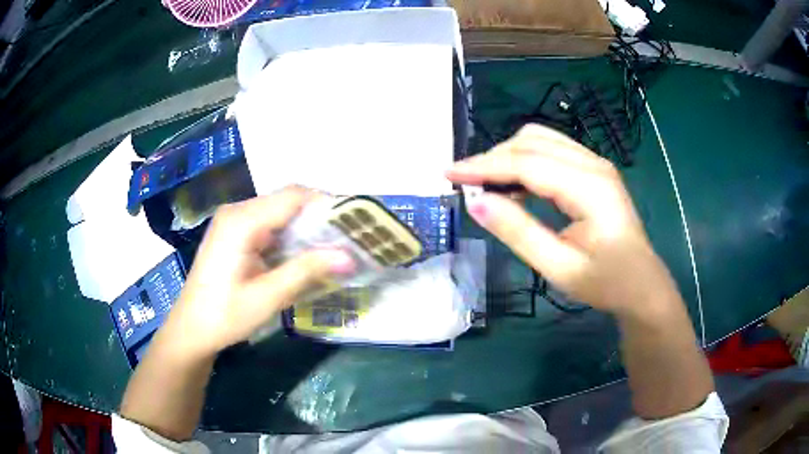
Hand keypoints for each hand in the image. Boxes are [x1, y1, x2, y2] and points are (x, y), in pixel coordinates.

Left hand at [164, 187, 354, 359]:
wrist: (191, 329)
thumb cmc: (224, 315)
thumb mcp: (267, 297)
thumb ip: (306, 271)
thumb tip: (349, 256)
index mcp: (242, 221)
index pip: (293, 196)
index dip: (326, 203)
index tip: (355, 222)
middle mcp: (237, 211)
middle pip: (287, 201)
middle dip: (319, 216)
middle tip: (348, 238)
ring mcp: (233, 221)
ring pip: (279, 212)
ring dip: (306, 227)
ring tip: (333, 247)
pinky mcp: (234, 233)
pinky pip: (268, 224)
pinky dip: (290, 235)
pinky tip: (304, 254)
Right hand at [447, 125, 678, 316]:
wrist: (642, 285)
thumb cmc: (606, 283)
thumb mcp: (560, 268)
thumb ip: (519, 233)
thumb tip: (476, 203)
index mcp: (590, 187)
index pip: (527, 163)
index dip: (484, 166)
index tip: (448, 173)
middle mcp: (594, 164)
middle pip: (532, 142)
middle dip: (492, 158)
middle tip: (464, 184)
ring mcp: (596, 163)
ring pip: (540, 140)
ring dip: (508, 155)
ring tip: (485, 185)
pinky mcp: (593, 169)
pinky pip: (551, 150)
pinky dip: (525, 160)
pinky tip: (514, 185)